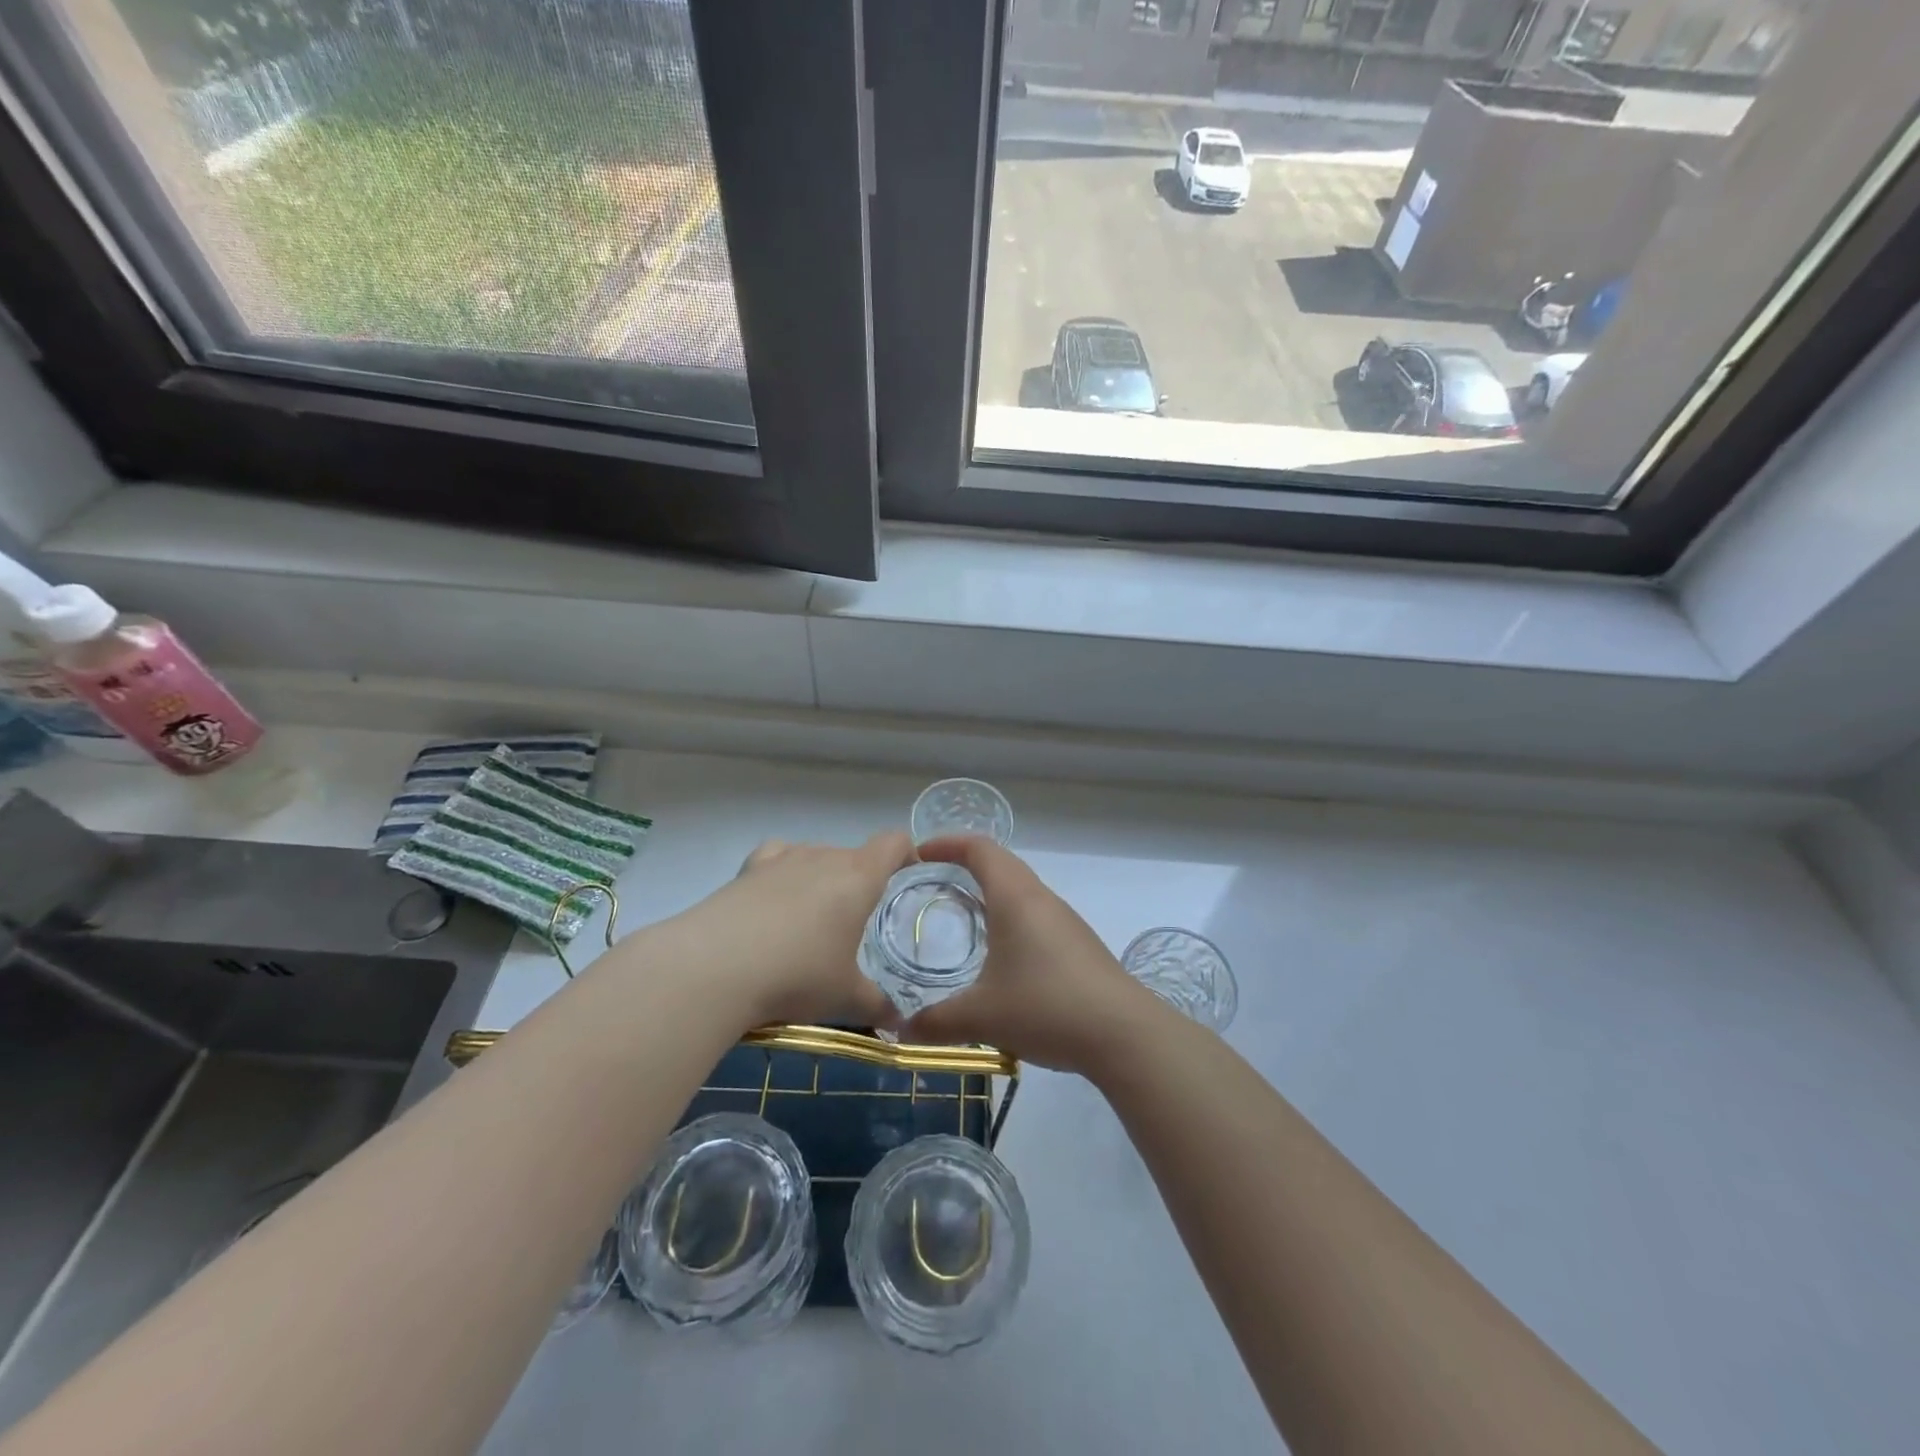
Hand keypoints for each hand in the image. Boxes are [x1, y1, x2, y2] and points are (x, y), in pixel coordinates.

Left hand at [657, 832, 913, 1028]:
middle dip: (861, 880)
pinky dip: (784, 872)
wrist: (714, 967)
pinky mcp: (747, 870)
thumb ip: (877, 1005)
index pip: (893, 842)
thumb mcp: (845, 998)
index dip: (906, 853)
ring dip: (822, 878)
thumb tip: (898, 1022)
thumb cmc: (797, 975)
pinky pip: (777, 858)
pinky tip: (776, 900)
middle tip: (855, 922)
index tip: (908, 876)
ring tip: (812, 919)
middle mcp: (824, 856)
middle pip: (853, 854)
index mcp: (858, 877)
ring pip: (816, 855)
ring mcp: (782, 859)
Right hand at [903, 836, 1163, 1074]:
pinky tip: (1001, 954)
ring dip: (990, 891)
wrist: (1124, 1033)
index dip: (947, 843)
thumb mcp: (982, 1017)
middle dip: (964, 864)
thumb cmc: (1046, 1007)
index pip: (979, 849)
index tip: (918, 855)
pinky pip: (1035, 913)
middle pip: (1001, 862)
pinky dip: (1009, 916)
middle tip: (931, 882)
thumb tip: (900, 1030)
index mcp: (1015, 897)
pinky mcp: (1078, 944)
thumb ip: (936, 1022)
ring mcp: (1064, 920)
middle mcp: (1040, 898)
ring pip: (1021, 889)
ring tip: (962, 915)